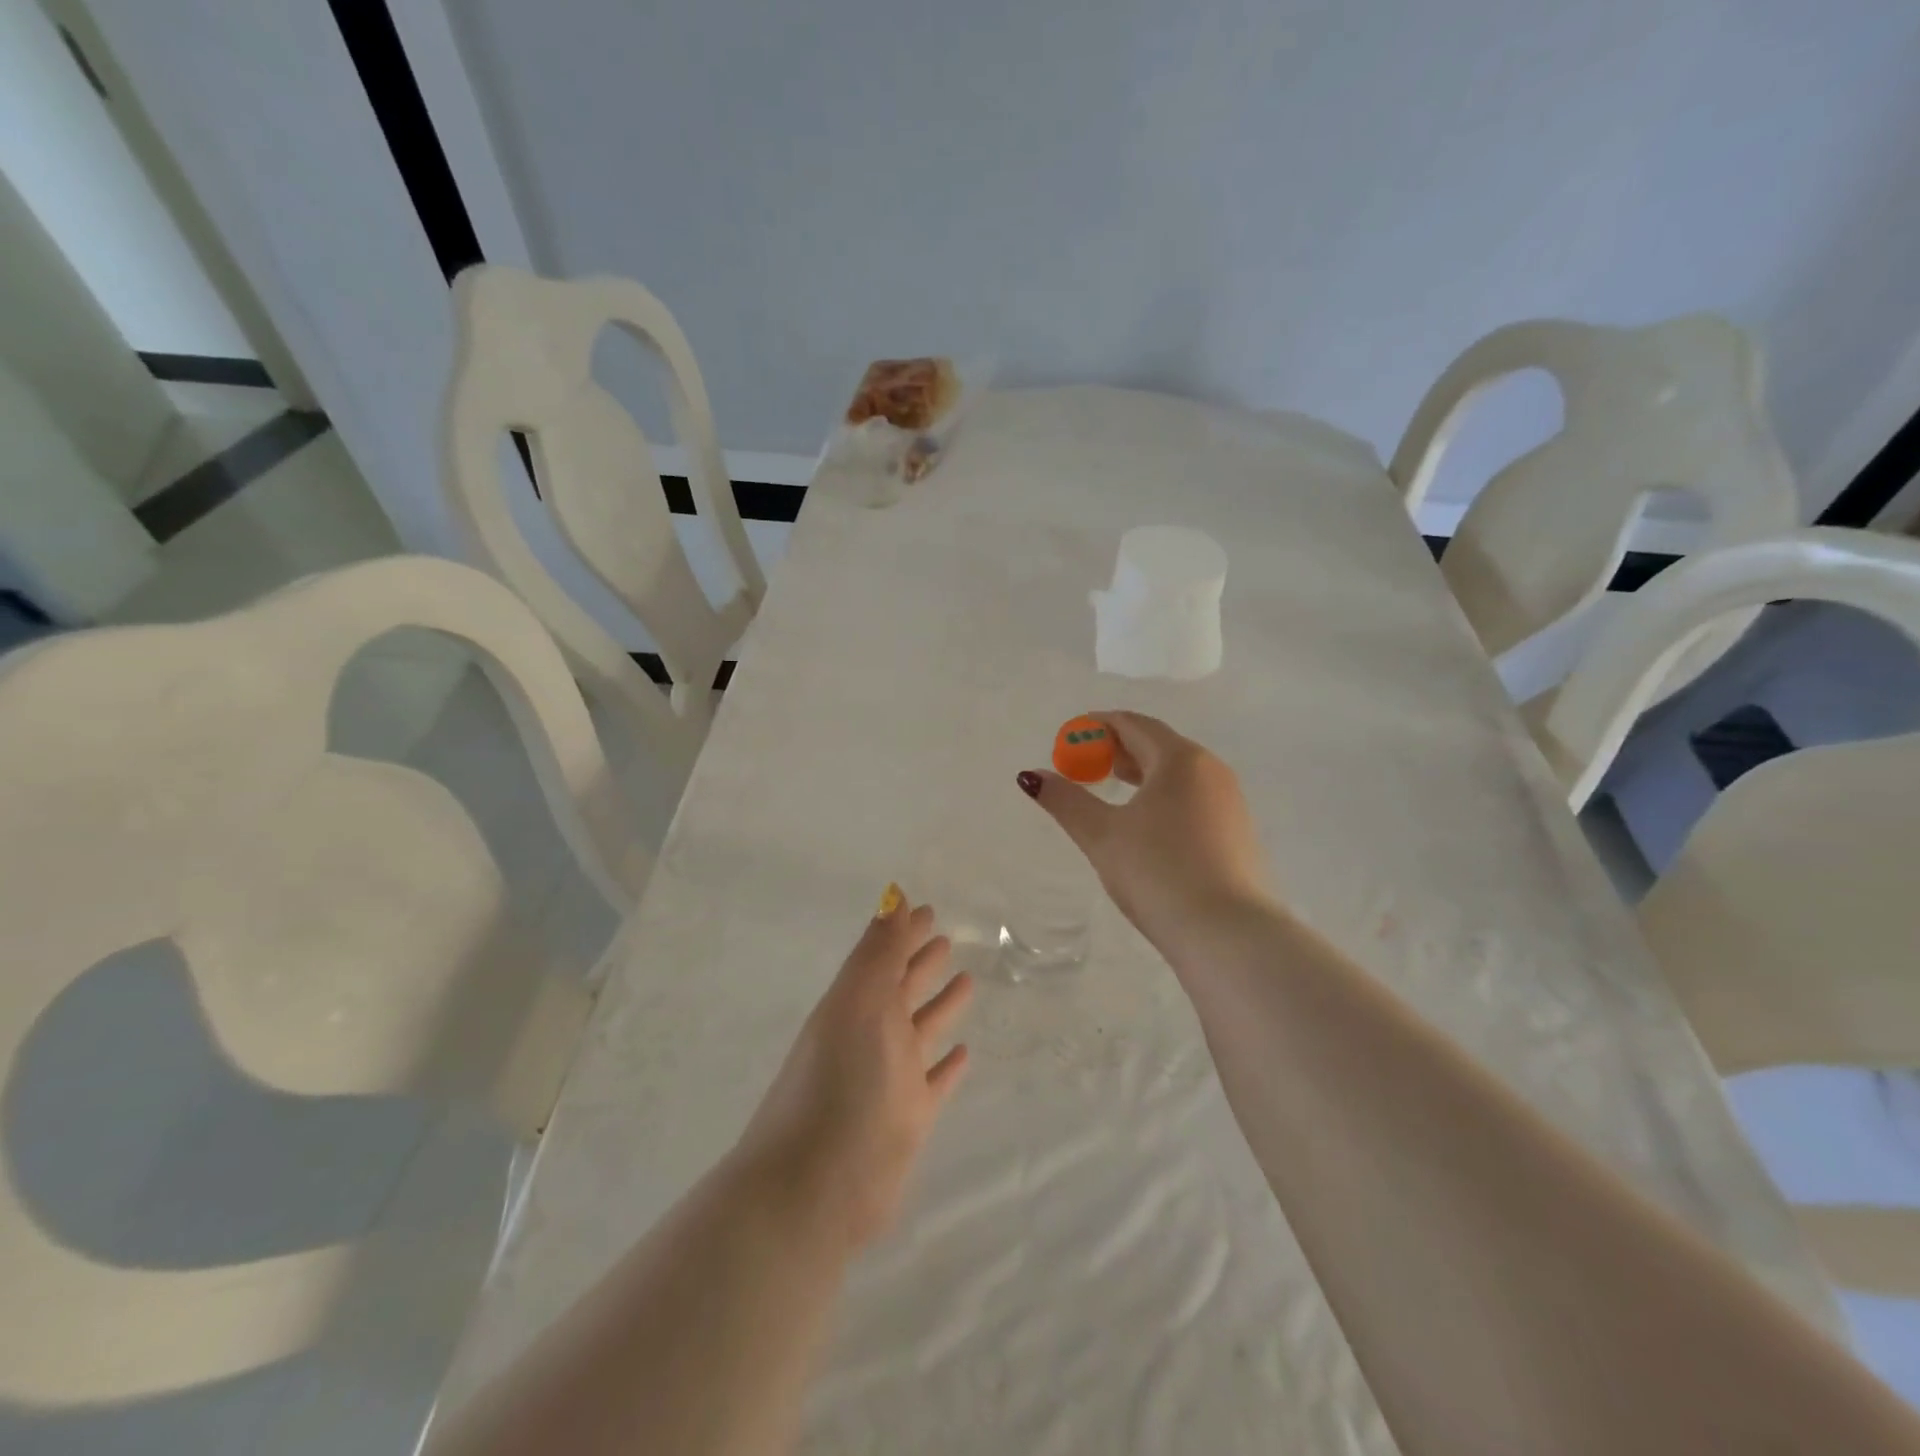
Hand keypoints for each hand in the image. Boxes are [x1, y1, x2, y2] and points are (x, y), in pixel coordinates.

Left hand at [735, 897, 973, 1252]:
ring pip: (921, 1030)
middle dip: (921, 962)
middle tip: (947, 937)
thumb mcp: (858, 1006)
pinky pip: (934, 1082)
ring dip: (940, 1006)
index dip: (904, 933)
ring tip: (967, 981)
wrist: (812, 1189)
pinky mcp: (908, 1119)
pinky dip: (948, 1066)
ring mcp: (890, 1078)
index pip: (884, 957)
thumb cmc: (837, 1084)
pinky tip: (965, 1052)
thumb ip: (879, 953)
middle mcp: (872, 1036)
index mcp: (856, 1005)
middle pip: (902, 989)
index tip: (929, 910)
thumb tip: (894, 896)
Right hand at [1018, 711, 1273, 951]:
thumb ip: (1066, 801)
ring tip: (1112, 790)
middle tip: (1085, 764)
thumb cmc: (1159, 872)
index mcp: (1180, 759)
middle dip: (1119, 749)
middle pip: (1159, 745)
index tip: (1071, 738)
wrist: (1228, 934)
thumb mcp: (1102, 835)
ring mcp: (1230, 802)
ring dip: (1143, 774)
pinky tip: (1148, 826)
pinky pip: (1194, 798)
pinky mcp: (1238, 833)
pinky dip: (1164, 797)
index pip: (1134, 725)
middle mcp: (1211, 770)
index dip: (1099, 726)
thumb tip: (1031, 776)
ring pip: (1179, 774)